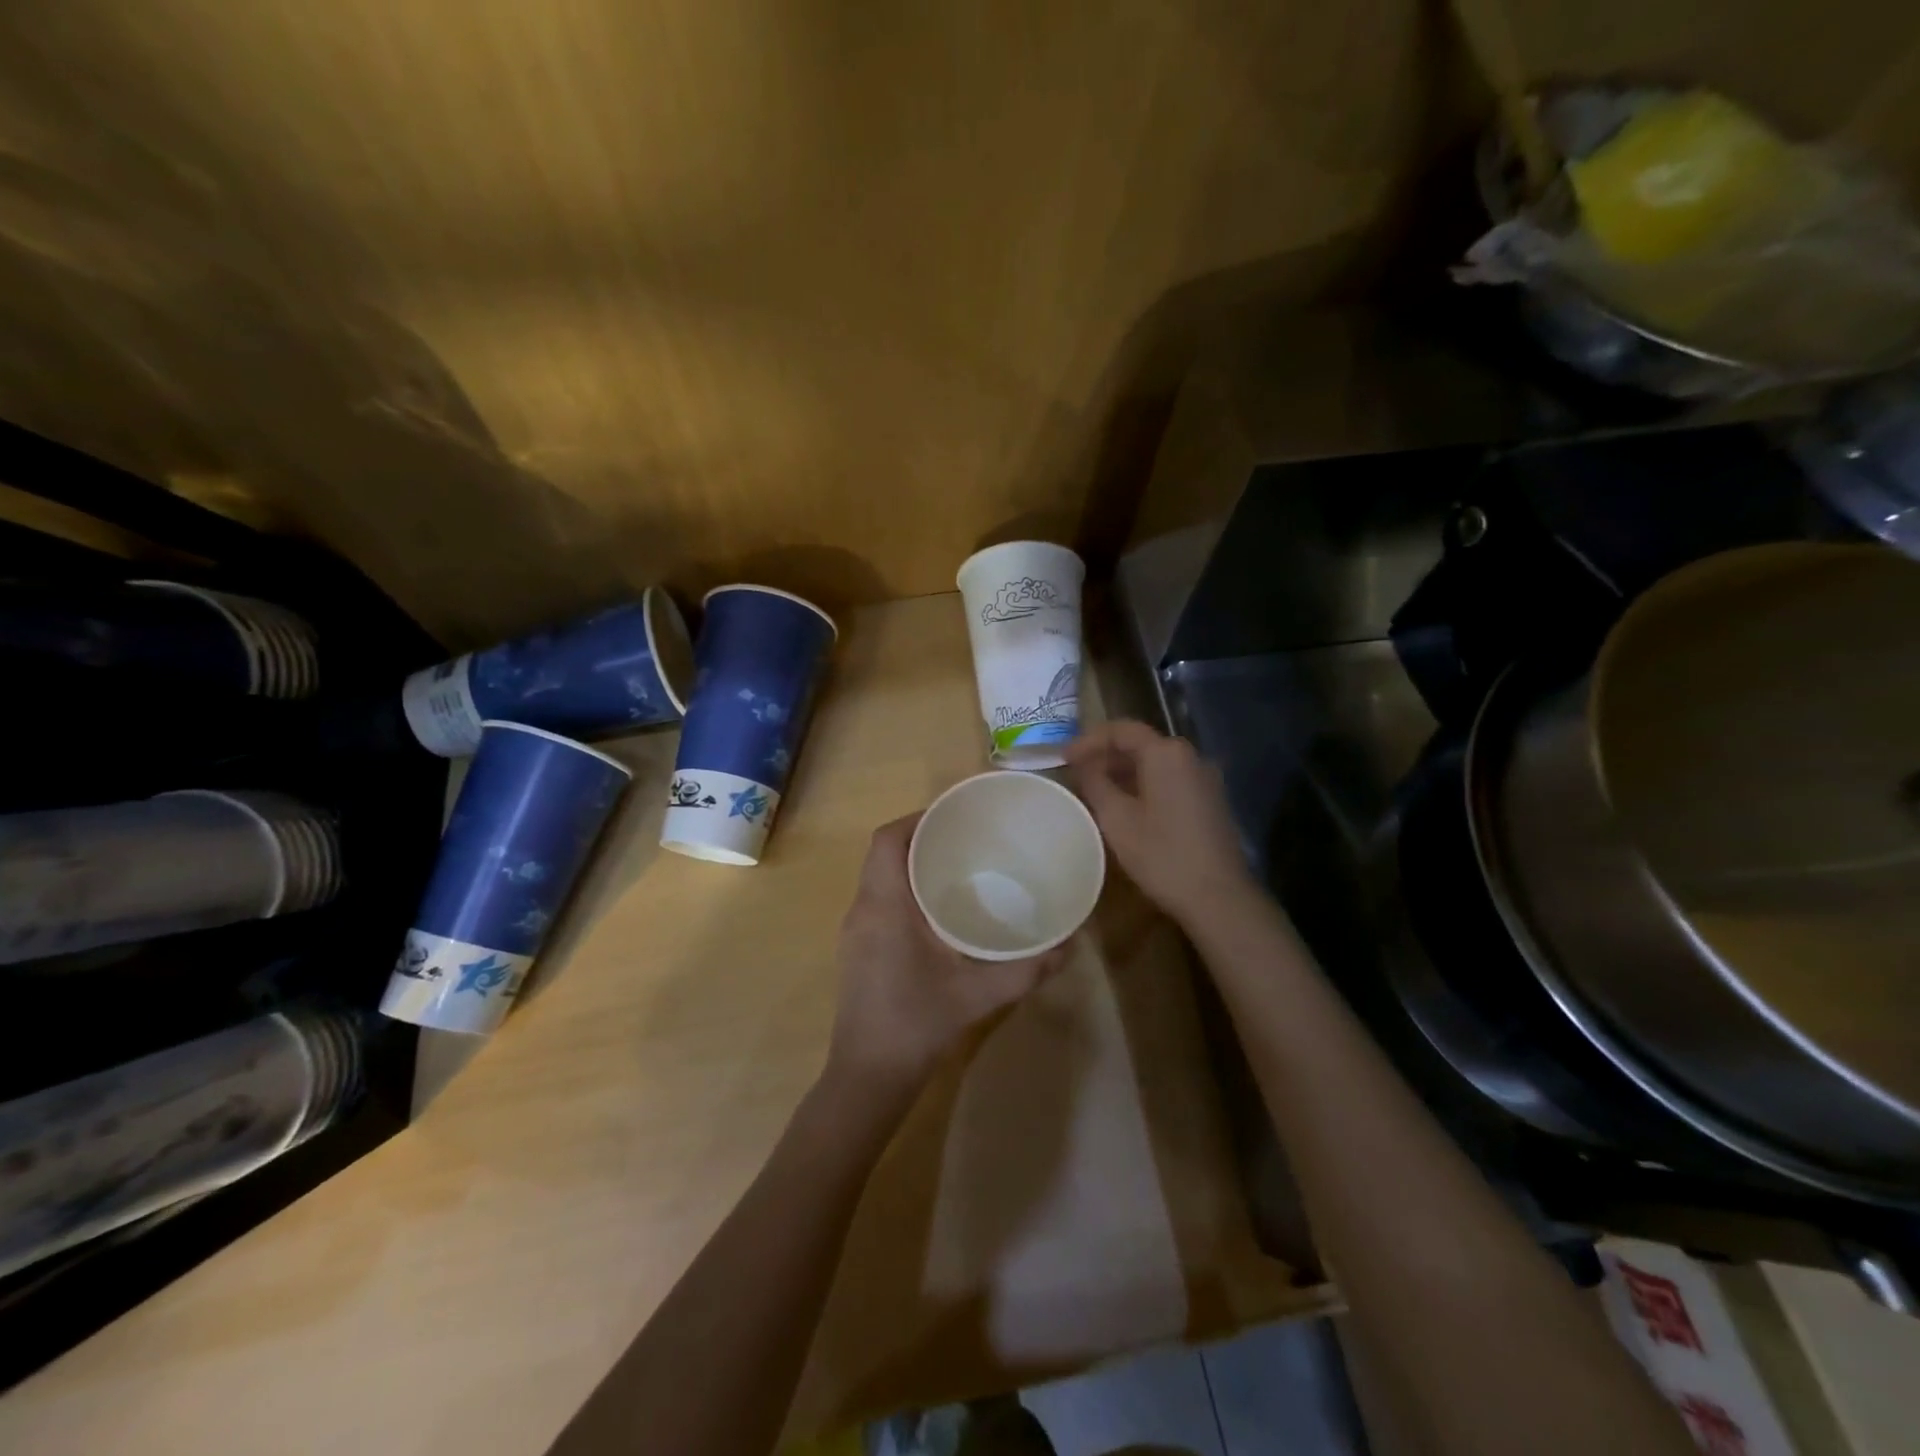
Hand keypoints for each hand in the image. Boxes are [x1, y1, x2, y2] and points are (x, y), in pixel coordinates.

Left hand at [827, 814, 1065, 1099]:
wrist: (867, 1078)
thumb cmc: (916, 1025)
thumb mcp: (978, 995)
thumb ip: (1026, 969)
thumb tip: (1069, 945)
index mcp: (884, 906)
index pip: (887, 840)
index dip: (917, 818)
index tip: (955, 816)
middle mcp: (863, 909)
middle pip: (884, 853)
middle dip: (921, 837)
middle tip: (967, 838)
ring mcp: (856, 931)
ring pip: (880, 877)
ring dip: (912, 863)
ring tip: (959, 866)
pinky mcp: (858, 949)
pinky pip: (880, 900)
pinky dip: (906, 890)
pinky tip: (940, 912)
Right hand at [1067, 720, 1256, 926]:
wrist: (1218, 896)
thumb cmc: (1161, 854)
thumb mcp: (1116, 818)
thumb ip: (1095, 783)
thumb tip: (1083, 764)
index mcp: (1166, 753)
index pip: (1121, 730)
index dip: (1088, 740)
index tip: (1064, 757)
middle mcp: (1190, 756)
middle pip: (1141, 743)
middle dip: (1106, 755)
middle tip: (1076, 772)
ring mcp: (1205, 778)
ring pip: (1156, 763)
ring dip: (1124, 771)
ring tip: (1095, 789)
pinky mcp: (1210, 800)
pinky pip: (1170, 780)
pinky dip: (1144, 784)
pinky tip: (1126, 806)